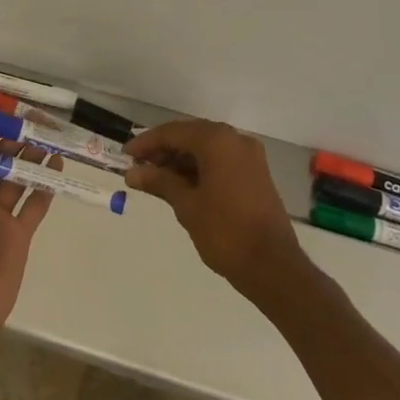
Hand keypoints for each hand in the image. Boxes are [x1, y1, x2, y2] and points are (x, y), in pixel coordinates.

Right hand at [125, 119, 304, 298]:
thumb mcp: (186, 205)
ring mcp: (249, 156)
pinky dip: (200, 168)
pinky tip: (182, 185)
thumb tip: (132, 173)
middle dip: (163, 150)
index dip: (146, 143)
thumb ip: (159, 182)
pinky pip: (221, 160)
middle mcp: (235, 139)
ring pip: (206, 148)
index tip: (126, 155)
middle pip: (190, 136)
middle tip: (139, 167)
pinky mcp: (256, 173)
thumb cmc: (225, 232)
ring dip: (181, 160)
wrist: (274, 267)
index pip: (173, 132)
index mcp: (217, 140)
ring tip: (156, 179)